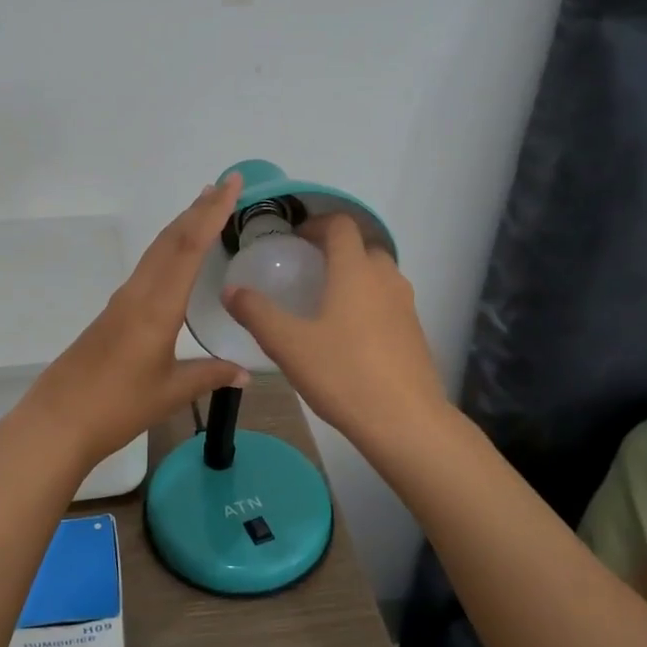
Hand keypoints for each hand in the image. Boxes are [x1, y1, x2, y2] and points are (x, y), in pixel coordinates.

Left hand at [18, 174, 250, 469]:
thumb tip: (245, 372)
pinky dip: (168, 250)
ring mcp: (121, 301)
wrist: (57, 421)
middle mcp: (138, 294)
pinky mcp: (112, 314)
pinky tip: (175, 259)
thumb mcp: (171, 393)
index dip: (211, 213)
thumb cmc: (117, 407)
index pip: (188, 248)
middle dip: (198, 210)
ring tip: (203, 208)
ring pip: (156, 251)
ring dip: (181, 226)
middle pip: (170, 240)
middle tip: (224, 185)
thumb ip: (209, 376)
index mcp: (157, 307)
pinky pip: (146, 269)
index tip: (231, 184)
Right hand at [222, 213, 446, 446]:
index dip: (317, 224)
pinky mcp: (415, 333)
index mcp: (355, 271)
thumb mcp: (288, 344)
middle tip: (307, 270)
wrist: (406, 422)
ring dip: (355, 276)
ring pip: (380, 276)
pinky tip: (349, 337)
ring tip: (326, 303)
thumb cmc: (343, 373)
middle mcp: (386, 279)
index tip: (295, 239)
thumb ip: (257, 313)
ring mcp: (406, 307)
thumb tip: (231, 291)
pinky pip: (389, 302)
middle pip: (364, 247)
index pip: (341, 225)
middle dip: (336, 250)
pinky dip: (369, 303)